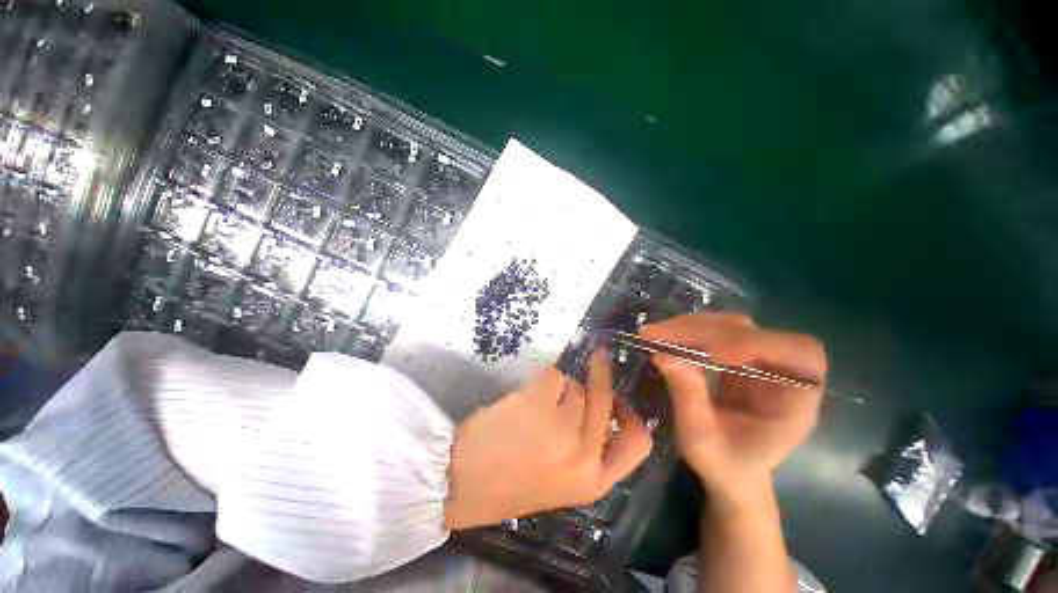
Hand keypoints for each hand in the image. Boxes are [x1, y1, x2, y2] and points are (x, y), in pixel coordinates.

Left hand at [444, 351, 652, 529]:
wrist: (461, 481)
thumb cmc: (510, 481)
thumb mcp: (560, 481)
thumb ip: (584, 451)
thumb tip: (596, 407)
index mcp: (593, 482)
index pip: (637, 444)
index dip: (633, 417)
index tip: (621, 400)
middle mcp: (584, 456)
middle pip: (605, 399)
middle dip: (601, 373)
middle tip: (598, 355)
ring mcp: (562, 429)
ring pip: (575, 385)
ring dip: (560, 386)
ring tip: (538, 401)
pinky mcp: (539, 404)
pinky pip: (553, 376)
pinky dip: (543, 379)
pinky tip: (527, 395)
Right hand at [641, 313, 825, 501]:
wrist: (732, 470)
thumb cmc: (725, 465)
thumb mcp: (701, 440)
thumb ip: (688, 398)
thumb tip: (664, 355)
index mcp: (797, 402)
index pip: (797, 354)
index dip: (756, 345)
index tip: (710, 352)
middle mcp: (785, 373)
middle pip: (755, 332)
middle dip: (704, 330)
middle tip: (659, 334)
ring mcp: (761, 361)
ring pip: (731, 326)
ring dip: (691, 326)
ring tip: (656, 333)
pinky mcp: (739, 356)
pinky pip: (716, 332)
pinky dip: (689, 331)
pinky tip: (667, 337)